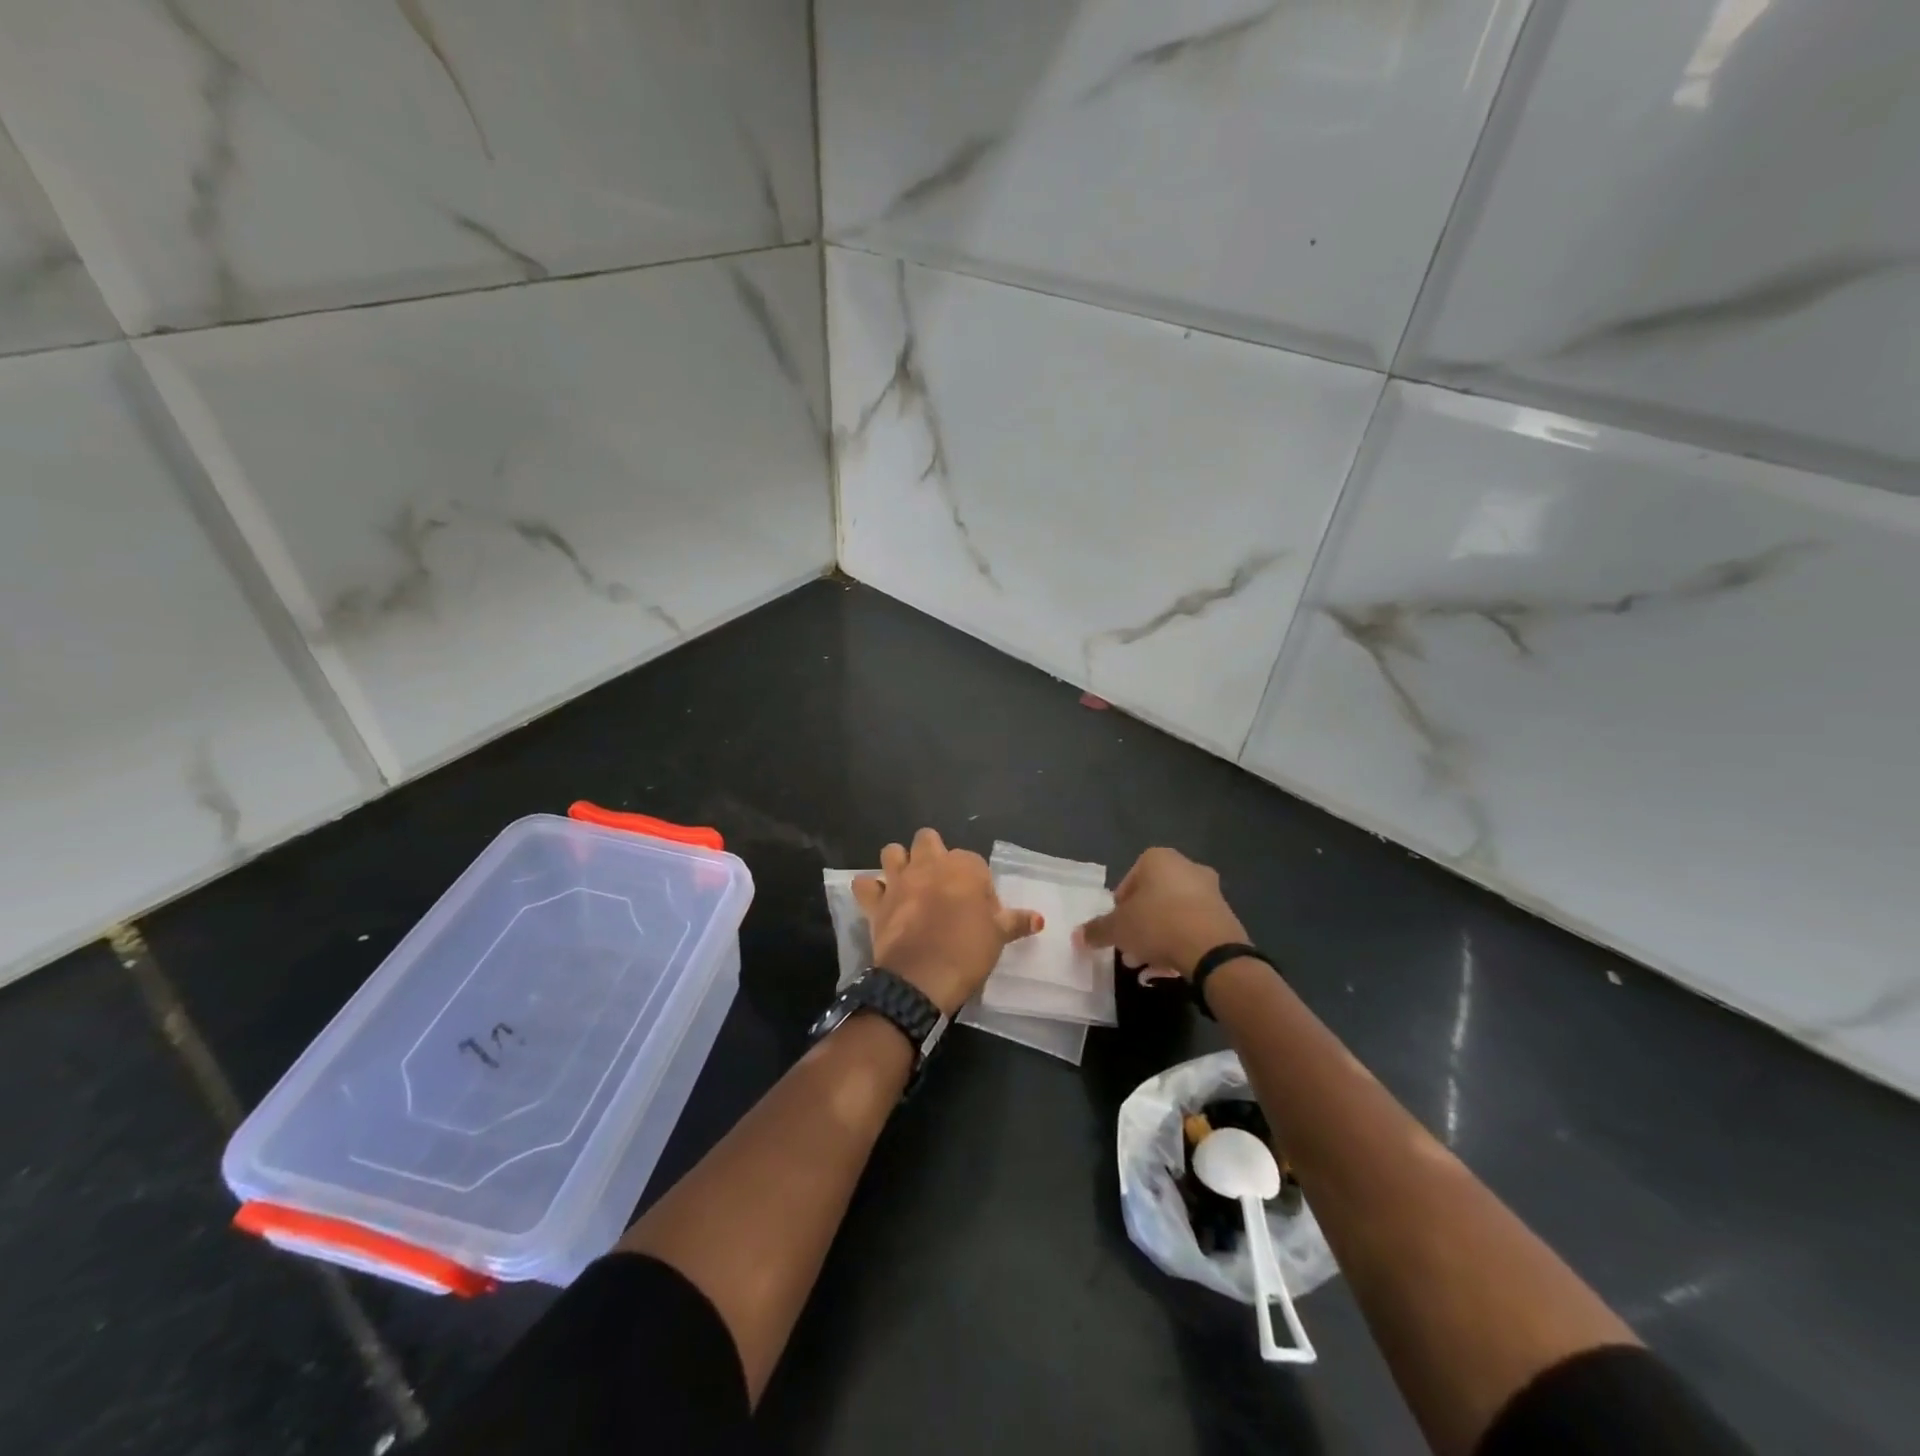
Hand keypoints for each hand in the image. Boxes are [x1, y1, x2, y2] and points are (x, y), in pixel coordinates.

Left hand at [853, 829, 1041, 1016]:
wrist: (922, 977)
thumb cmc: (968, 951)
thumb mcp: (999, 936)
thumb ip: (1016, 921)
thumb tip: (1039, 918)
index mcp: (963, 867)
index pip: (973, 863)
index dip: (975, 883)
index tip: (978, 908)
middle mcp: (930, 864)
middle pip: (928, 840)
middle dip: (932, 854)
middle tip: (940, 884)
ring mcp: (899, 880)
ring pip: (892, 852)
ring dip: (898, 862)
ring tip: (907, 884)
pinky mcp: (876, 901)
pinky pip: (864, 885)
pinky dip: (869, 889)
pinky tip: (877, 900)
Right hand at [1076, 847, 1248, 977]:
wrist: (1212, 950)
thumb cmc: (1157, 924)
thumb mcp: (1117, 929)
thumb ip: (1096, 930)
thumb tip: (1077, 936)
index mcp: (1158, 858)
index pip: (1128, 881)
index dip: (1119, 908)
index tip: (1117, 929)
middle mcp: (1186, 866)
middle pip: (1152, 897)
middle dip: (1140, 922)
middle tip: (1130, 947)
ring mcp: (1210, 890)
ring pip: (1173, 912)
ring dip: (1159, 934)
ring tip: (1148, 962)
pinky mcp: (1225, 914)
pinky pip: (1193, 925)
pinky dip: (1180, 940)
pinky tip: (1171, 964)